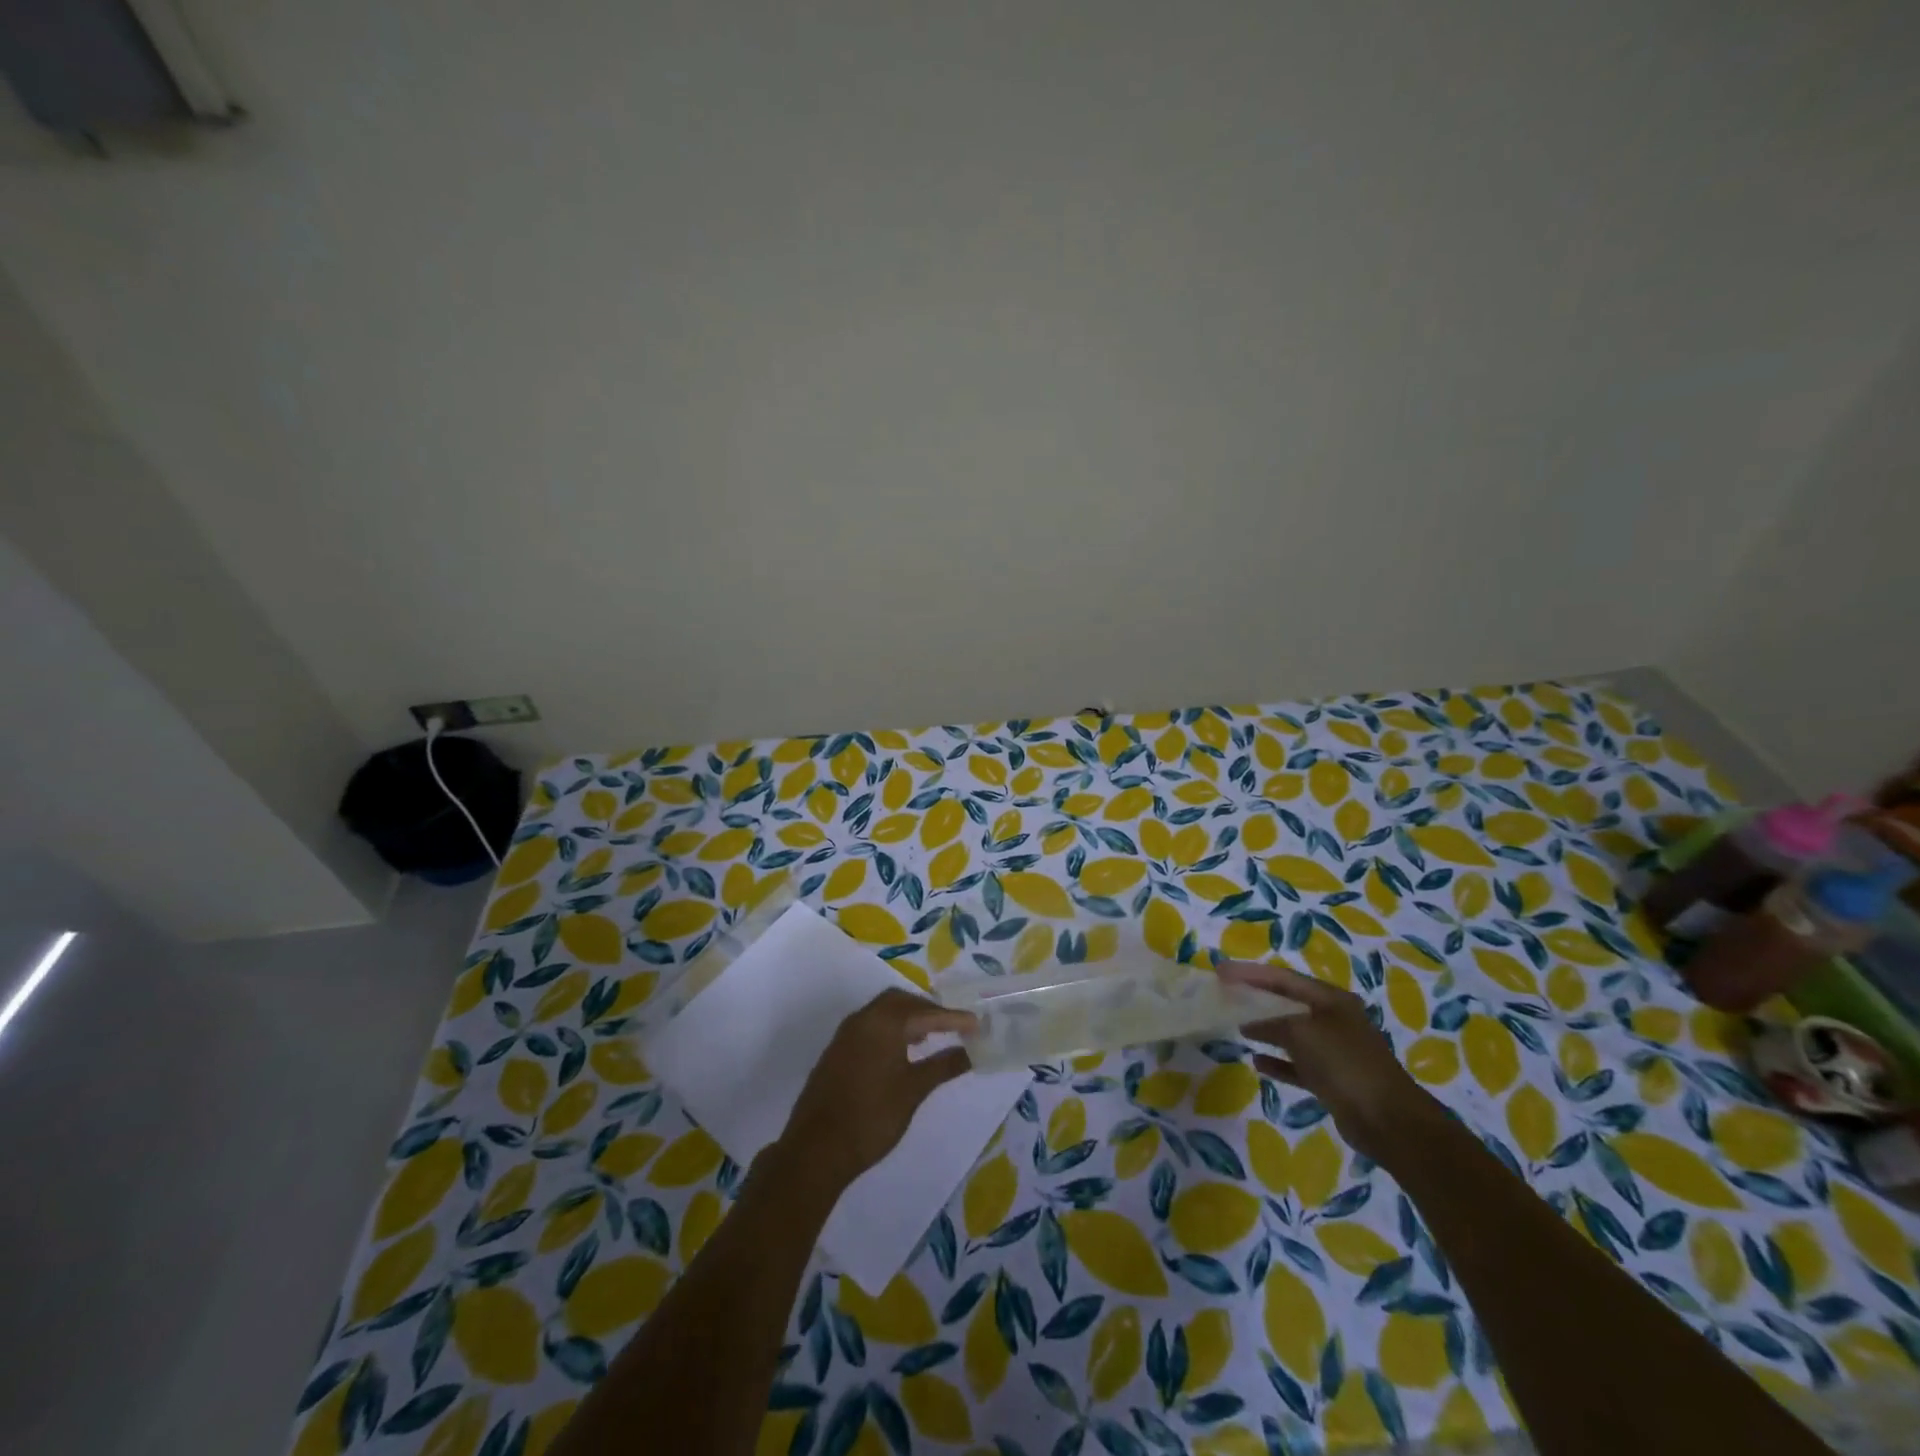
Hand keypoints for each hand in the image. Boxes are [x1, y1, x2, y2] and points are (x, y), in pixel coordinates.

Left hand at [778, 989, 977, 1192]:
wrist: (816, 1150)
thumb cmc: (872, 1117)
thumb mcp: (913, 1091)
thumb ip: (943, 1066)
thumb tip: (970, 1052)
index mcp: (883, 1022)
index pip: (926, 1012)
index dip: (953, 1019)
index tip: (977, 1025)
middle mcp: (862, 1019)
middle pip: (900, 1001)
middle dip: (927, 1010)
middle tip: (951, 1026)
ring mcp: (845, 1034)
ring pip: (882, 1012)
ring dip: (907, 1018)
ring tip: (929, 1037)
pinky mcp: (836, 1051)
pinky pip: (869, 1026)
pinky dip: (890, 1030)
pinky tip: (900, 1053)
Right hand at [1218, 960, 1438, 1162]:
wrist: (1388, 1121)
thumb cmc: (1345, 1064)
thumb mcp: (1302, 1033)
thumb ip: (1271, 1022)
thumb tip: (1247, 1022)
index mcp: (1331, 999)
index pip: (1282, 977)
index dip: (1250, 972)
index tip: (1220, 971)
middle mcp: (1333, 1019)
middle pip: (1287, 1001)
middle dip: (1255, 997)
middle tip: (1224, 993)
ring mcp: (1334, 1050)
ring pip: (1291, 1032)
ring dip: (1264, 1028)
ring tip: (1235, 1024)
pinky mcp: (1332, 1078)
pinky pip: (1297, 1063)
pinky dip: (1278, 1061)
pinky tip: (1257, 1062)